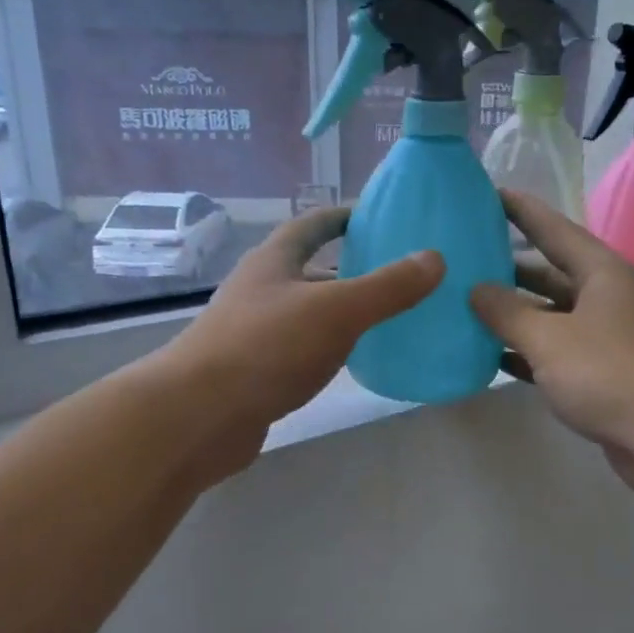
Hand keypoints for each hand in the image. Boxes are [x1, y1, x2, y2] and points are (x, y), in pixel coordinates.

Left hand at [160, 207, 441, 478]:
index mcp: (274, 261)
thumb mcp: (337, 311)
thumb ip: (387, 287)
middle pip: (309, 269)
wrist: (198, 416)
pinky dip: (326, 348)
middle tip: (397, 275)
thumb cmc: (267, 348)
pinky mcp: (253, 372)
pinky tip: (349, 362)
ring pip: (305, 312)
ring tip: (384, 319)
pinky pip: (299, 349)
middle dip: (349, 268)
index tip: (378, 216)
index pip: (311, 225)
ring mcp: (252, 332)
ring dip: (339, 312)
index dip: (344, 216)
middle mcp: (259, 290)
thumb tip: (435, 259)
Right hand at [470, 192, 633, 516]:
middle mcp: (609, 299)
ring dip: (516, 317)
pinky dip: (530, 354)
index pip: (554, 230)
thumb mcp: (550, 339)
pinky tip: (495, 358)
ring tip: (468, 309)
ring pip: (554, 318)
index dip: (521, 211)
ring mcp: (610, 339)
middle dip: (510, 269)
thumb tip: (476, 289)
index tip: (489, 194)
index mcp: (603, 273)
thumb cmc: (612, 374)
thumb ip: (507, 313)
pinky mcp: (608, 376)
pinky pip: (560, 354)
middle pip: (552, 275)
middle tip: (465, 261)